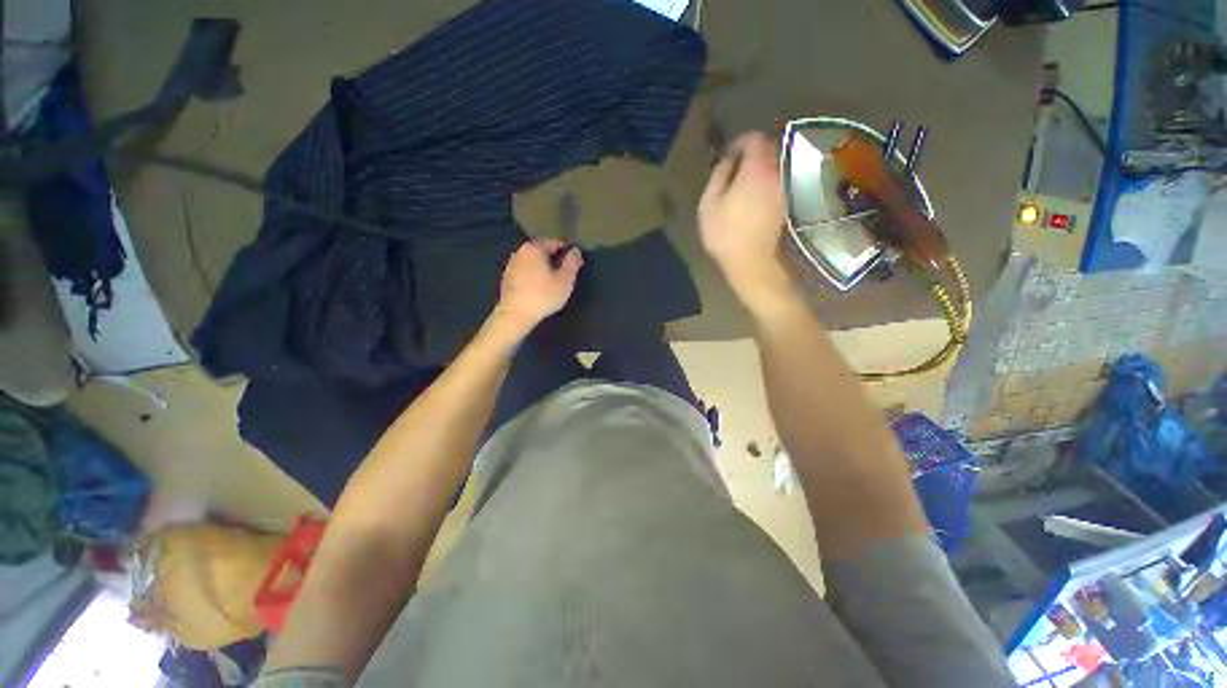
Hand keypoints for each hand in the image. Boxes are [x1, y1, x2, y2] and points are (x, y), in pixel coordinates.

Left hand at [492, 239, 583, 336]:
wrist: (516, 314)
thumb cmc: (543, 295)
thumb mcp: (565, 280)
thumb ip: (572, 263)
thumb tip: (575, 251)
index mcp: (534, 248)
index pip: (555, 243)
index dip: (567, 251)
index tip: (576, 262)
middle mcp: (520, 252)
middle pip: (542, 251)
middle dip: (554, 259)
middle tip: (566, 272)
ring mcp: (511, 265)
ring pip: (532, 262)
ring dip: (543, 268)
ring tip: (553, 281)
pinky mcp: (507, 279)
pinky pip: (525, 272)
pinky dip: (533, 276)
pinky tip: (539, 288)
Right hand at [698, 132, 793, 312]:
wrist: (750, 261)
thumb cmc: (724, 233)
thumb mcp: (709, 203)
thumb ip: (718, 175)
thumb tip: (727, 160)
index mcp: (755, 170)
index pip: (754, 139)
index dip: (739, 142)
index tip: (727, 155)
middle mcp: (774, 174)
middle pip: (767, 150)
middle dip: (749, 153)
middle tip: (731, 169)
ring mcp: (781, 190)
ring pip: (772, 167)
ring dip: (756, 169)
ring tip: (738, 185)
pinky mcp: (783, 204)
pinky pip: (774, 182)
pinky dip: (763, 182)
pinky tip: (749, 198)